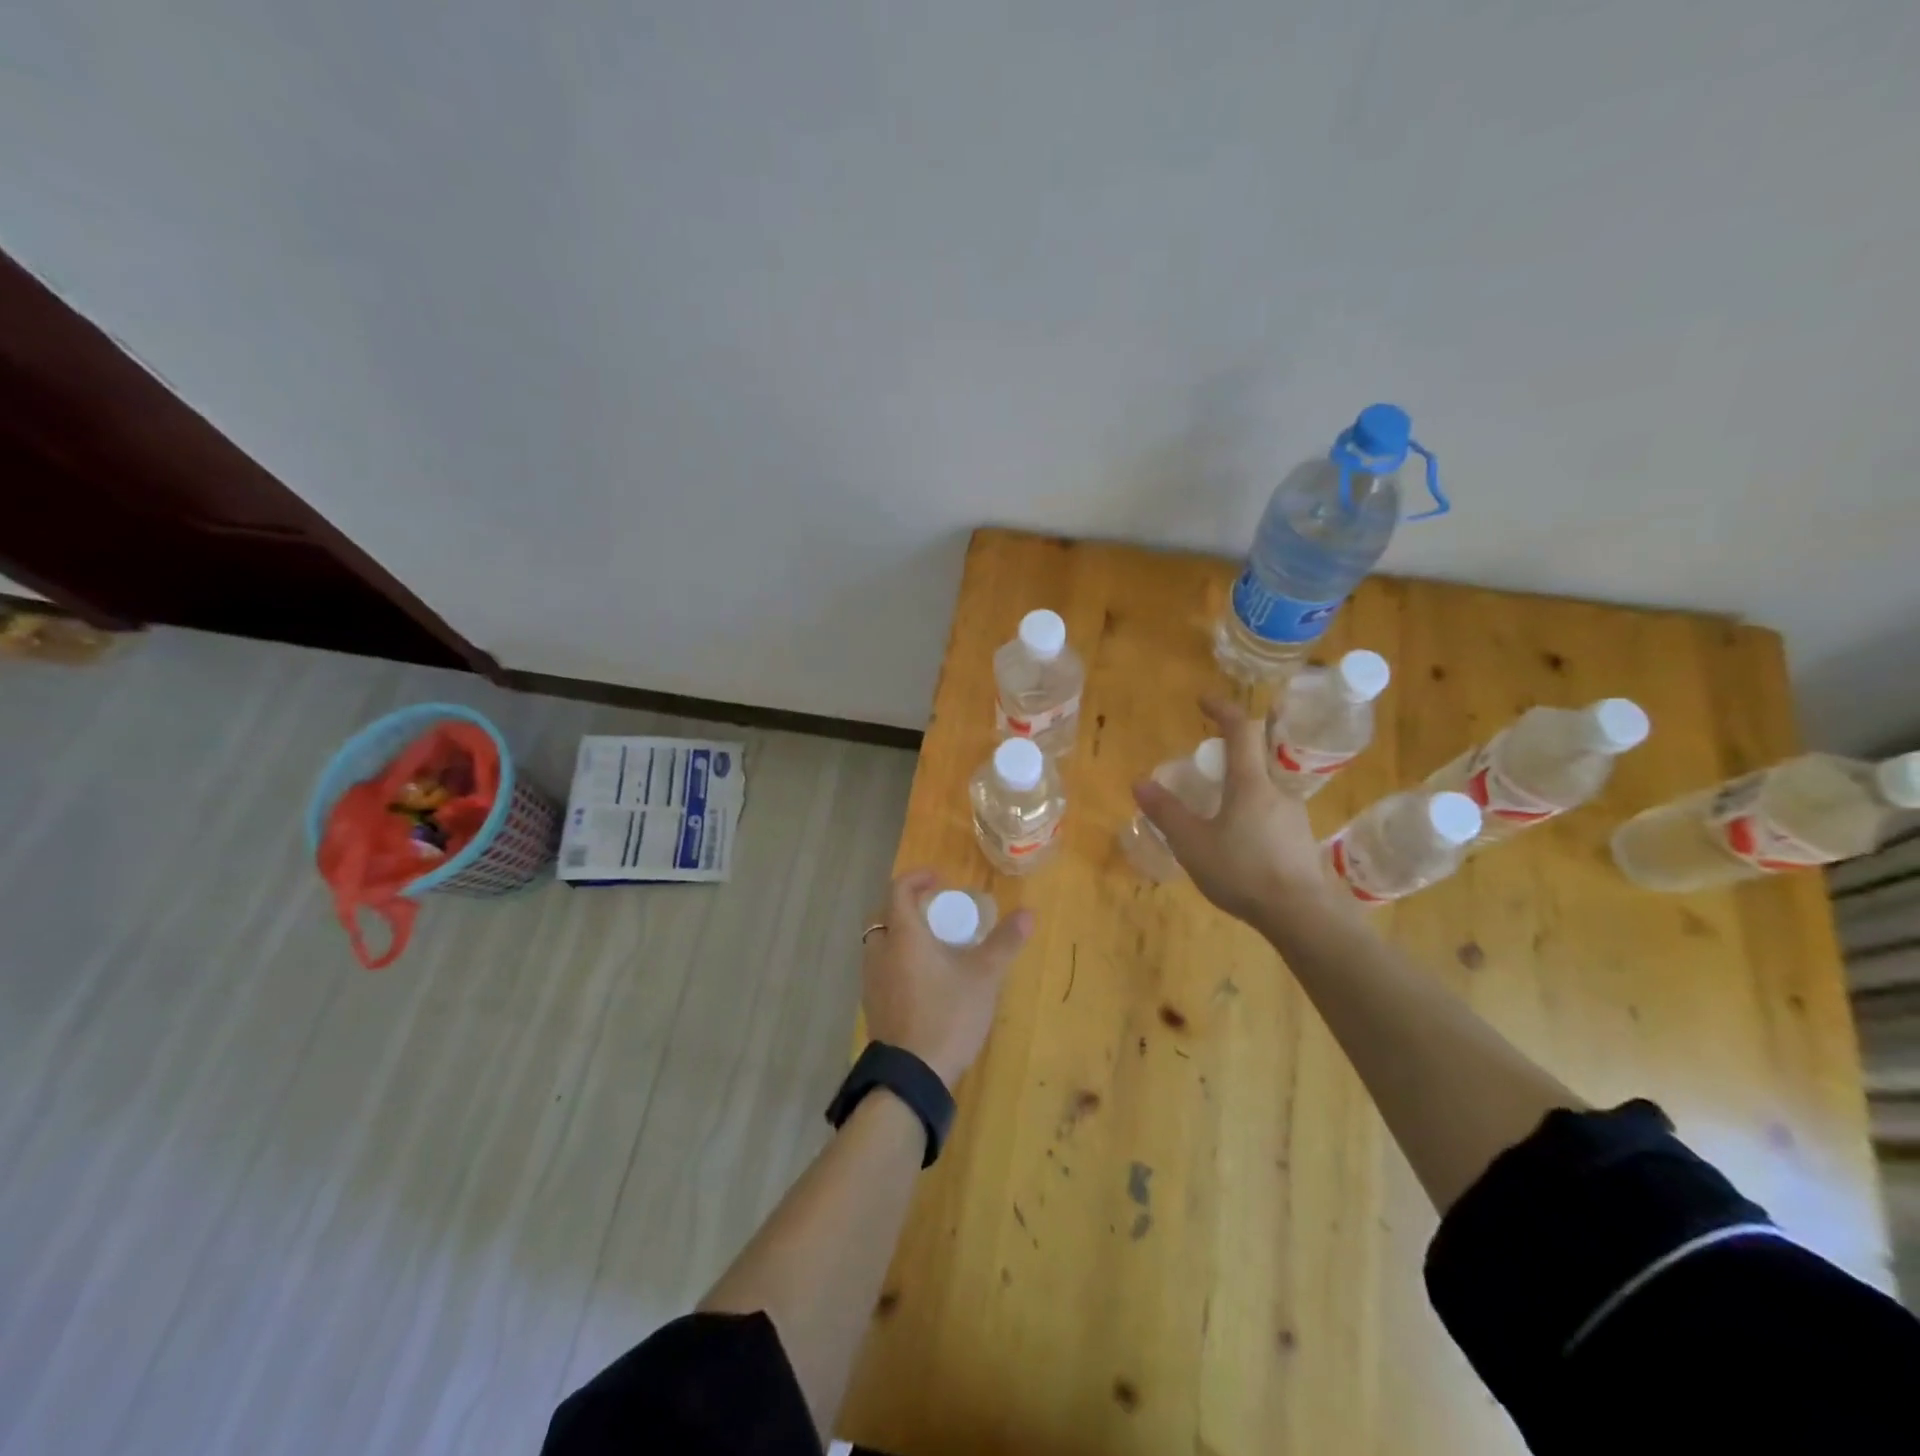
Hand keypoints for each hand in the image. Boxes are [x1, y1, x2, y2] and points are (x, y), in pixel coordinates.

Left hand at [861, 870, 1035, 1089]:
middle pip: (885, 915)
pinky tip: (922, 979)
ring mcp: (871, 981)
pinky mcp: (873, 1006)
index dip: (917, 878)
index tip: (940, 881)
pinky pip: (881, 969)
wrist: (913, 1075)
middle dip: (907, 906)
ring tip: (931, 944)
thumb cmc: (948, 1015)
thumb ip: (1004, 943)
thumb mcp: (983, 977)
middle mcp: (880, 952)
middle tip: (935, 912)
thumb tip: (1028, 913)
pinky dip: (897, 961)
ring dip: (901, 935)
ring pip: (880, 944)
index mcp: (903, 936)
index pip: (899, 890)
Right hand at [1132, 696, 1345, 929]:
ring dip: (1245, 781)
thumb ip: (1167, 813)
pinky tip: (1240, 837)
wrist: (1302, 915)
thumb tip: (1140, 782)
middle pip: (1261, 753)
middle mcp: (1277, 790)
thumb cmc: (1243, 872)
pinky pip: (1273, 810)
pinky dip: (1254, 808)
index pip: (1241, 730)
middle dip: (1238, 745)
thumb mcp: (1193, 844)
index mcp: (1251, 783)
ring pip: (1267, 784)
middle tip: (1212, 755)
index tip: (1203, 701)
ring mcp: (1294, 814)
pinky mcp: (1300, 839)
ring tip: (1219, 804)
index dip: (1223, 709)